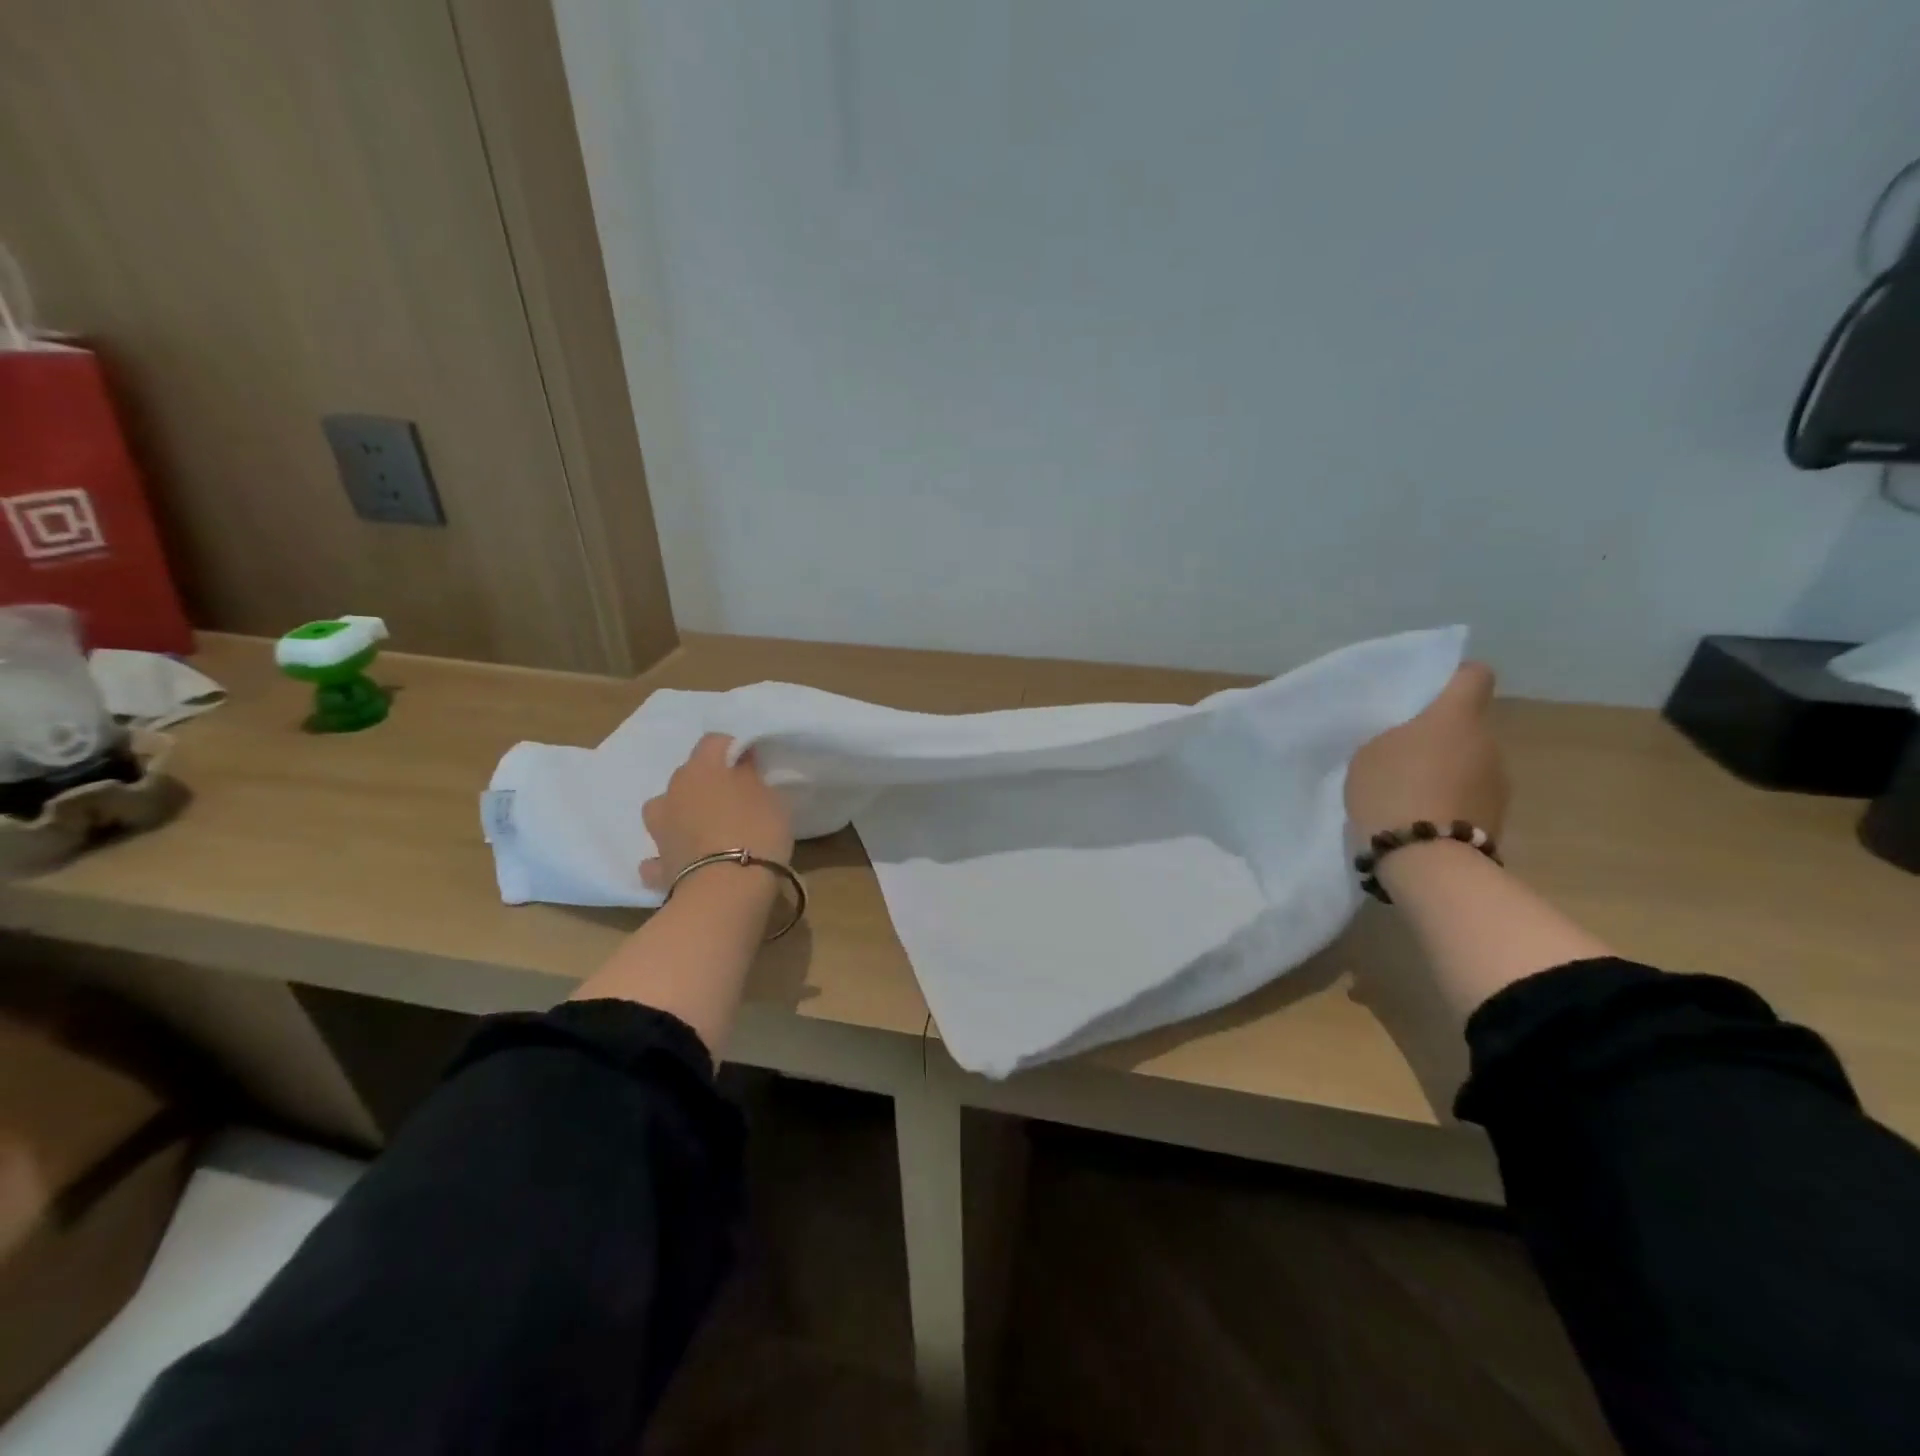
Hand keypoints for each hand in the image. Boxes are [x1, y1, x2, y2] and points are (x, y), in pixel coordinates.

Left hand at [639, 734, 793, 894]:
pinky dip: (672, 855)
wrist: (726, 889)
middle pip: (688, 776)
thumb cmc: (756, 832)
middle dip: (706, 783)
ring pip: (666, 811)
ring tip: (704, 830)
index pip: (714, 742)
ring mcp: (660, 830)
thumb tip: (739, 763)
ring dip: (680, 814)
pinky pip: (661, 855)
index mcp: (701, 769)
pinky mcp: (659, 865)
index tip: (751, 766)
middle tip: (733, 801)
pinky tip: (686, 862)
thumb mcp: (770, 797)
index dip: (732, 750)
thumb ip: (750, 777)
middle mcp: (673, 793)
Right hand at [1346, 663, 1508, 842]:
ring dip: (1447, 771)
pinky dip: (1450, 801)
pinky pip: (1470, 796)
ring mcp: (1498, 782)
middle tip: (1403, 754)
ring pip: (1470, 762)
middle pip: (1467, 726)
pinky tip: (1421, 818)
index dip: (1454, 678)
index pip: (1473, 676)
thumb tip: (1418, 742)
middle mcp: (1487, 742)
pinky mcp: (1498, 817)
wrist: (1426, 859)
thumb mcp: (1370, 753)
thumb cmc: (1392, 791)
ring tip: (1410, 793)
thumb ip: (1396, 737)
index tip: (1430, 692)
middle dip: (1441, 735)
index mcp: (1455, 717)